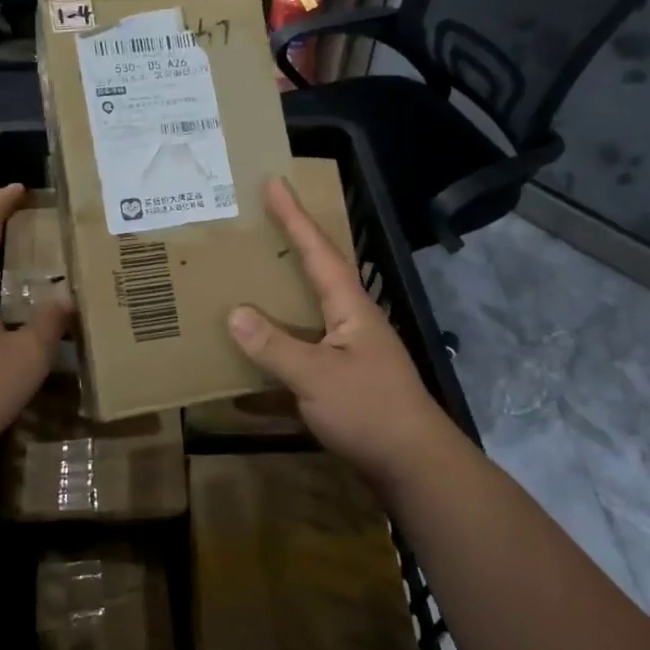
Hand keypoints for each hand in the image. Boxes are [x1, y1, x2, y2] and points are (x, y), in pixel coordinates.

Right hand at [228, 178, 462, 490]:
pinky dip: (281, 345)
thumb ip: (275, 345)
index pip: (319, 252)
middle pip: (319, 273)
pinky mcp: (346, 380)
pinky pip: (306, 348)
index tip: (275, 183)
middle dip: (293, 244)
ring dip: (285, 292)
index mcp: (351, 308)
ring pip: (311, 310)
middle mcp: (353, 321)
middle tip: (261, 221)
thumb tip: (235, 312)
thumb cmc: (370, 412)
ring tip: (253, 276)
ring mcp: (351, 351)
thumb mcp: (316, 377)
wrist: (414, 466)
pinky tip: (258, 357)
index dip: (295, 218)